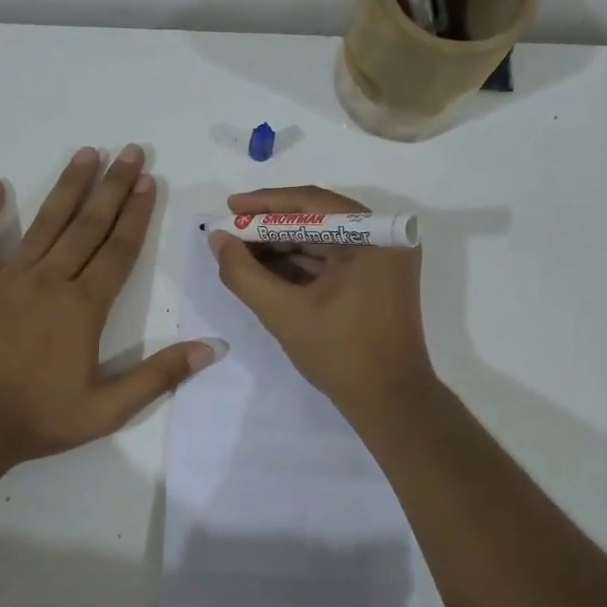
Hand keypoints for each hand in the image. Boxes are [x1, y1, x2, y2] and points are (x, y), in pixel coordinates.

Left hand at [0, 145, 219, 466]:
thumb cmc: (41, 419)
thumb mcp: (109, 409)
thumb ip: (160, 376)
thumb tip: (212, 348)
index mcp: (84, 307)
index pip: (118, 249)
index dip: (136, 213)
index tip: (148, 180)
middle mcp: (50, 281)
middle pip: (88, 225)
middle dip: (112, 186)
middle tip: (128, 150)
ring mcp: (9, 279)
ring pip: (45, 223)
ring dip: (67, 187)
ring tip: (85, 154)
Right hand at [209, 185, 435, 415]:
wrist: (390, 402)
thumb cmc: (341, 354)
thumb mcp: (283, 312)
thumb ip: (244, 273)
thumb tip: (217, 239)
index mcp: (373, 237)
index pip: (312, 203)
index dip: (266, 204)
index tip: (229, 207)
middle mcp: (384, 239)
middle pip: (317, 219)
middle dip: (270, 227)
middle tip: (229, 232)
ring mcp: (382, 261)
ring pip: (322, 241)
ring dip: (281, 246)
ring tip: (238, 251)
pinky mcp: (375, 281)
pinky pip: (331, 261)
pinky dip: (298, 265)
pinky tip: (263, 269)